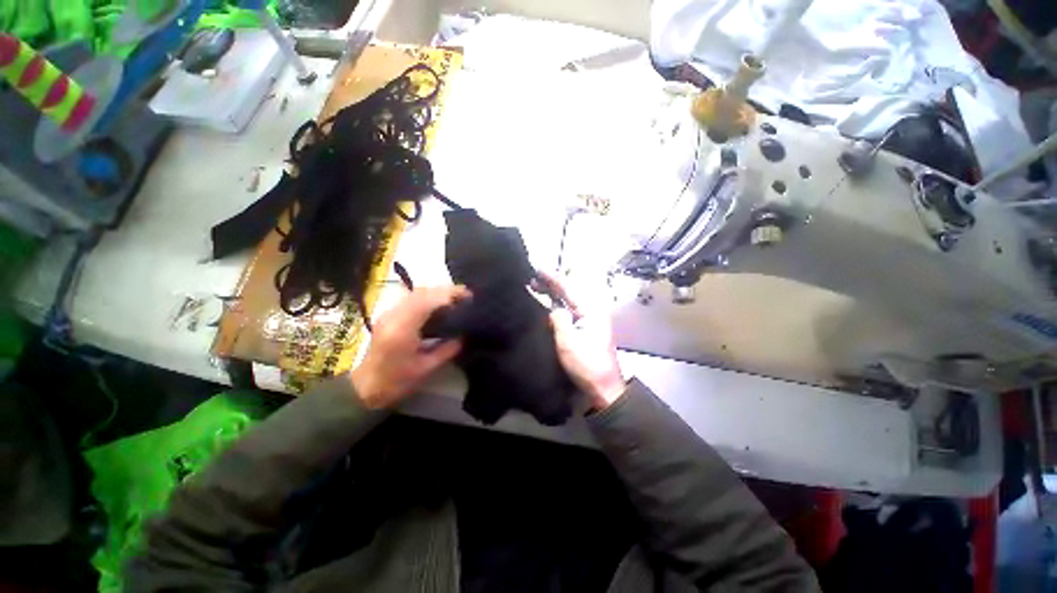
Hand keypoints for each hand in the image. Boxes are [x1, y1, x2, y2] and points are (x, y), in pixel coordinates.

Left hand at [351, 286, 470, 408]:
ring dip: (436, 292)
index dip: (449, 294)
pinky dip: (427, 297)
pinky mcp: (388, 315)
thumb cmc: (396, 382)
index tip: (468, 296)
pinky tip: (438, 305)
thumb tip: (464, 335)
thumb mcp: (426, 368)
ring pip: (415, 292)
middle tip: (465, 296)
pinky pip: (410, 298)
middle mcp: (394, 315)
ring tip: (455, 299)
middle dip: (445, 290)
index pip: (428, 301)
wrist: (365, 388)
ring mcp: (388, 313)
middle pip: (422, 292)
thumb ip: (447, 349)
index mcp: (403, 329)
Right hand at [537, 272, 625, 410]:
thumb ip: (560, 320)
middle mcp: (592, 311)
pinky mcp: (586, 328)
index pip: (568, 289)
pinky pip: (570, 310)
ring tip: (536, 287)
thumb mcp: (568, 343)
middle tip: (532, 279)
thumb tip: (554, 307)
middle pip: (569, 292)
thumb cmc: (586, 366)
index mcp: (590, 311)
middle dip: (551, 284)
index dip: (552, 278)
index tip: (537, 268)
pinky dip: (558, 304)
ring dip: (553, 293)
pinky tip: (548, 304)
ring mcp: (590, 319)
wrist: (602, 387)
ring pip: (569, 300)